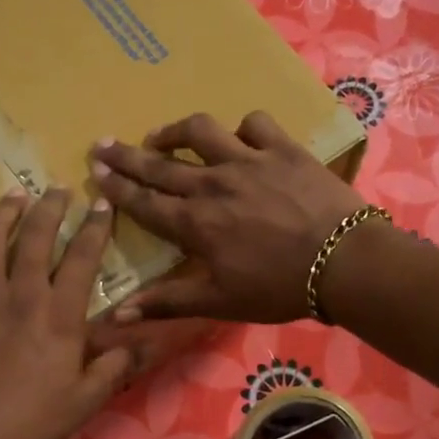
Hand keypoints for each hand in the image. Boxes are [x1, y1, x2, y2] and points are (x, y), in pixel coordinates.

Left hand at [0, 188, 130, 438]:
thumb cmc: (29, 424)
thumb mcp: (84, 402)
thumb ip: (114, 367)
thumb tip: (141, 342)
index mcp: (58, 317)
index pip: (81, 259)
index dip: (94, 228)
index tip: (101, 204)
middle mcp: (18, 297)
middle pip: (34, 238)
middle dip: (49, 207)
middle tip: (57, 189)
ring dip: (0, 215)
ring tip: (12, 198)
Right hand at [90, 111, 363, 323]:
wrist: (343, 262)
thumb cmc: (278, 288)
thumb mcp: (219, 302)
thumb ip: (168, 302)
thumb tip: (116, 314)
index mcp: (195, 223)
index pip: (144, 202)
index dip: (116, 186)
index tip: (95, 169)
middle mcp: (213, 184)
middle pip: (160, 164)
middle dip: (127, 155)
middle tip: (103, 143)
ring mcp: (249, 160)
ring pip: (201, 131)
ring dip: (175, 131)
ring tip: (161, 135)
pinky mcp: (283, 148)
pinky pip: (255, 124)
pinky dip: (243, 128)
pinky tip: (239, 137)